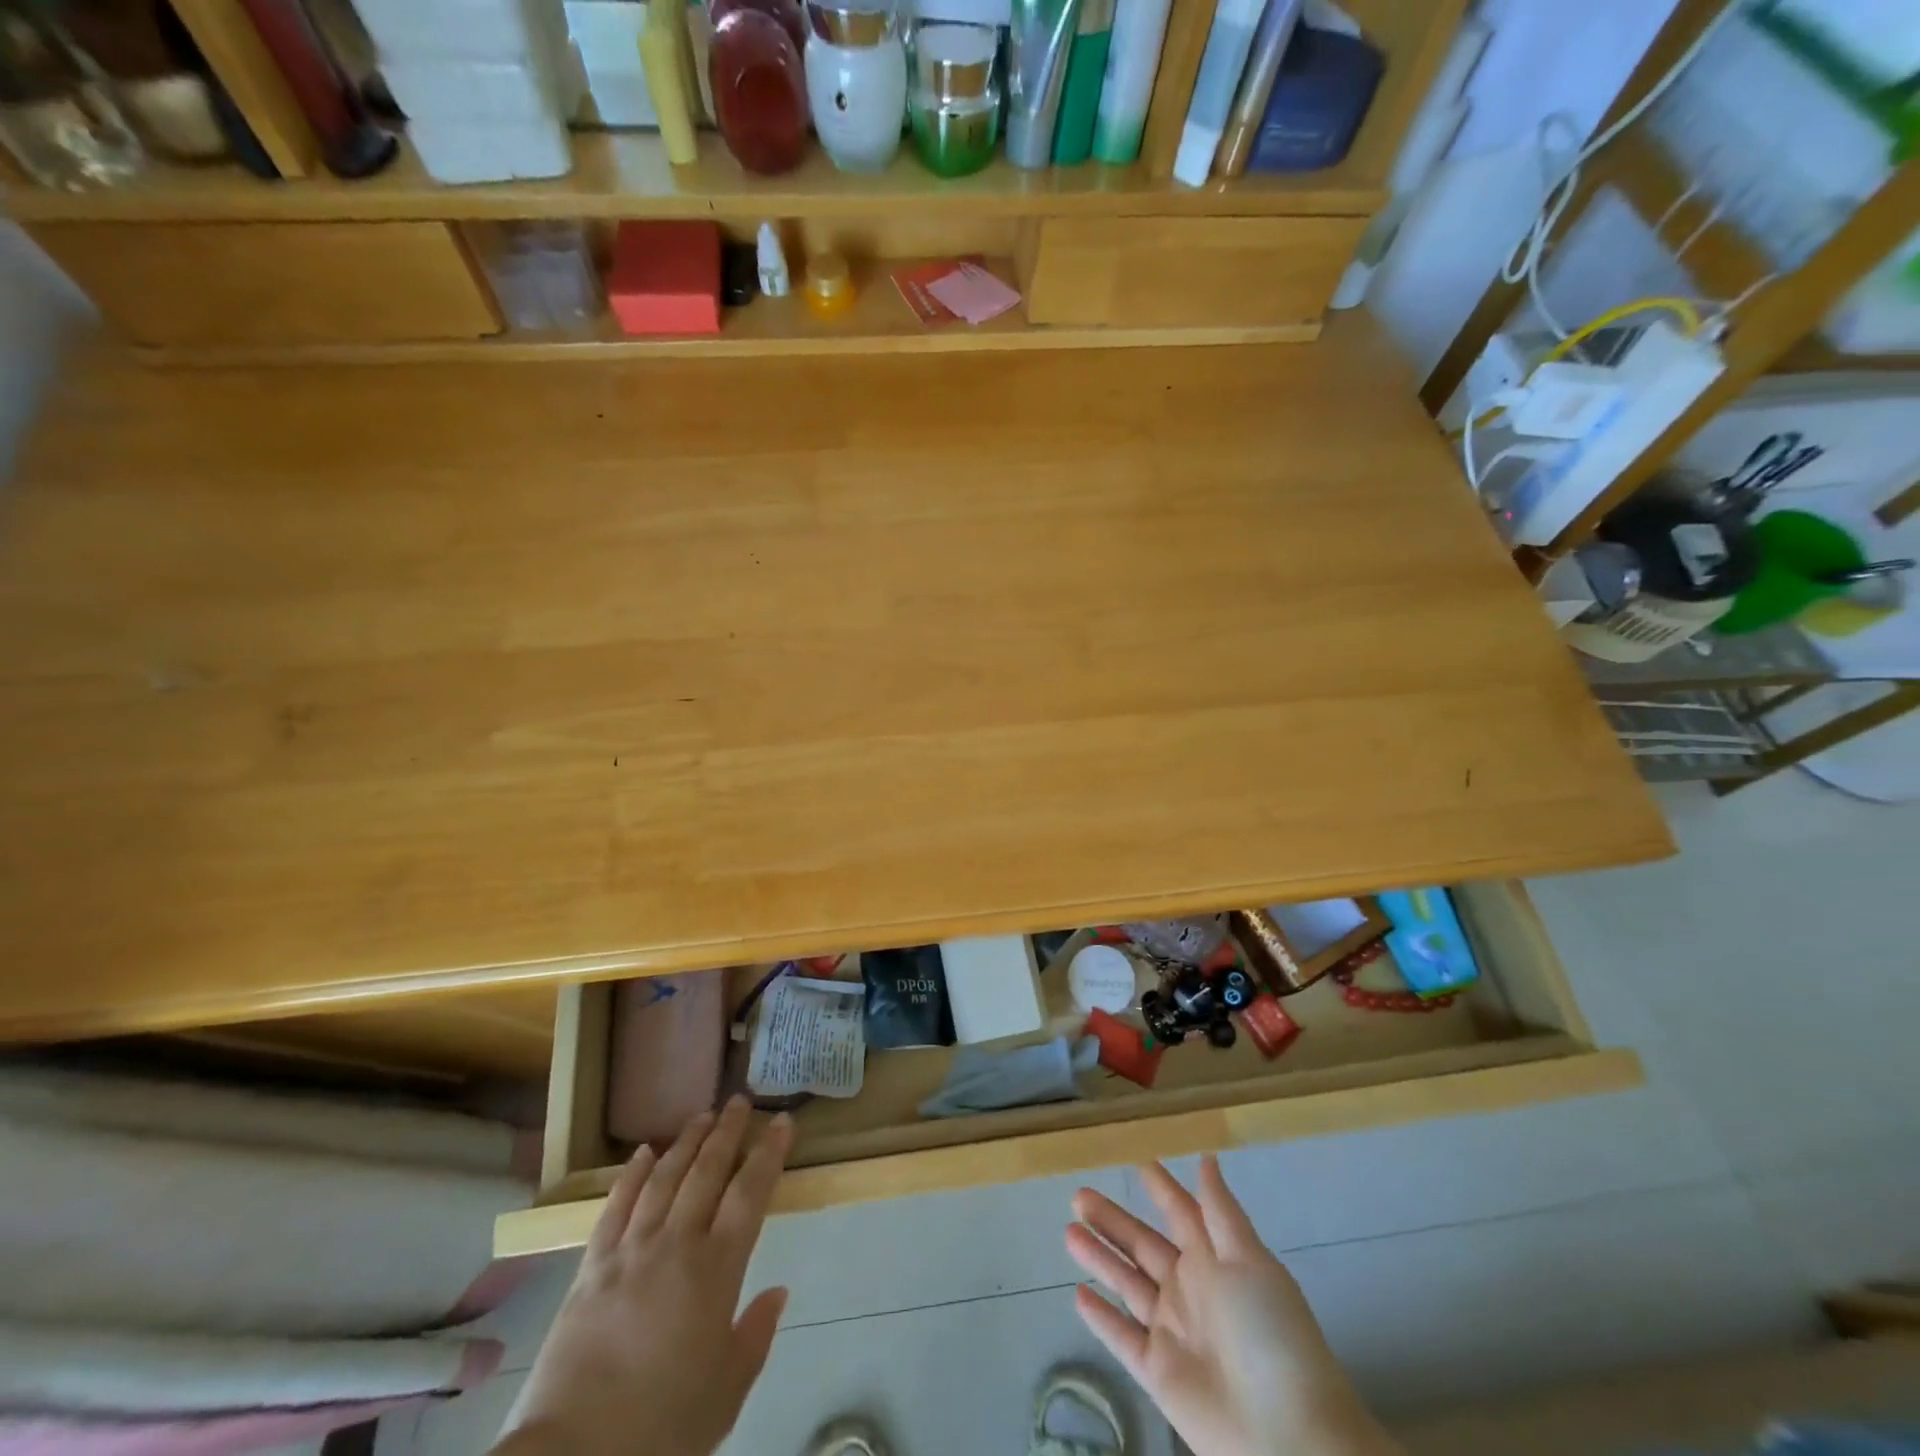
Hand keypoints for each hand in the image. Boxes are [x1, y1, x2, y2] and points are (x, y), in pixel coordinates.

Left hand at [493, 1098, 794, 1455]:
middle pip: (707, 1172)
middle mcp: (676, 1245)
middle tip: (740, 1102)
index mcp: (716, 1270)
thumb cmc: (662, 1430)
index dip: (769, 1153)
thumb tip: (777, 1292)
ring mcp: (630, 1252)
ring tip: (702, 1115)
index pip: (750, 1193)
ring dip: (686, 1142)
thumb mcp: (725, 1393)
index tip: (782, 1121)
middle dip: (728, 1132)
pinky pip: (615, 1207)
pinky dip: (632, 1175)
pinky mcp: (591, 1268)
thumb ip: (755, 1336)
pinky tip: (644, 1153)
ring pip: (665, 1178)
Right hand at [1067, 1157, 1397, 1455]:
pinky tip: (1077, 1295)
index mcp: (1215, 1259)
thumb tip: (1208, 1157)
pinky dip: (1101, 1319)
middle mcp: (1190, 1289)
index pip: (1180, 1212)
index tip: (1136, 1160)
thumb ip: (1220, 1212)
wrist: (1287, 1436)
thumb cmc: (1270, 1334)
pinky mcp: (1158, 1373)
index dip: (1160, 1188)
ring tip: (1068, 1231)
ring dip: (1099, 1258)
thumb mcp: (1249, 1261)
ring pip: (1127, 1284)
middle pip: (1143, 1245)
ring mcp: (1172, 1331)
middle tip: (1078, 1195)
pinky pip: (1122, 1339)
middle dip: (1112, 1219)